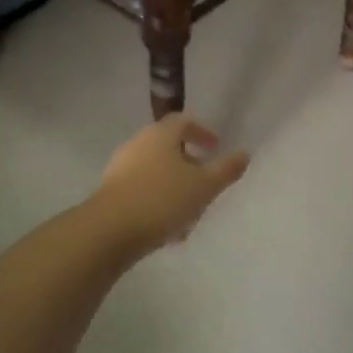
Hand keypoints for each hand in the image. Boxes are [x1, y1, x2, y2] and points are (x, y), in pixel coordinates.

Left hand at [91, 113, 250, 256]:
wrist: (108, 231)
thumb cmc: (162, 200)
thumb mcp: (203, 186)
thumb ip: (226, 169)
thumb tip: (244, 154)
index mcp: (160, 134)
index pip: (183, 121)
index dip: (202, 132)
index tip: (215, 148)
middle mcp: (137, 144)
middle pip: (168, 147)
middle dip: (189, 164)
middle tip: (205, 183)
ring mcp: (120, 168)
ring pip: (155, 171)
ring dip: (174, 187)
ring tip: (190, 214)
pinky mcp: (110, 192)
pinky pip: (141, 190)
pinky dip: (158, 201)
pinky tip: (167, 229)